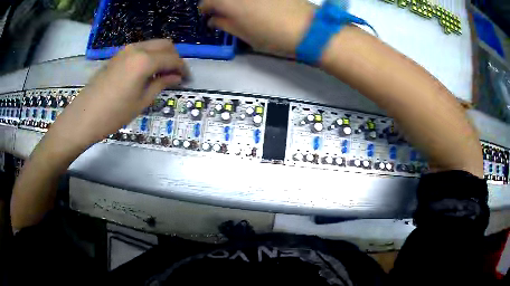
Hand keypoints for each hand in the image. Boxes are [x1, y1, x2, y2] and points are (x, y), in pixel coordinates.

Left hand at [47, 39, 187, 148]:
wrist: (85, 116)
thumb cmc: (114, 113)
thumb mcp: (142, 101)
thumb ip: (162, 84)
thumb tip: (177, 77)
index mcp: (145, 60)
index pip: (172, 58)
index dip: (183, 68)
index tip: (187, 79)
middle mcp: (137, 48)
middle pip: (165, 44)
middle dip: (175, 57)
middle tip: (176, 75)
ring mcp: (126, 50)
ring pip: (153, 44)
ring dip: (162, 55)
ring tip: (162, 74)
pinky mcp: (118, 55)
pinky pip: (141, 49)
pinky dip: (150, 56)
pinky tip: (147, 71)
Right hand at [199, 0, 315, 56]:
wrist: (308, 29)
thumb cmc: (272, 36)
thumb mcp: (244, 35)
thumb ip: (224, 24)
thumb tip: (214, 19)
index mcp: (228, 2)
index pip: (206, 2)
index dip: (205, 10)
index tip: (208, 16)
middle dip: (218, 2)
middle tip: (222, 11)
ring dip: (234, 1)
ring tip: (240, 8)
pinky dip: (249, 1)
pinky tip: (256, 5)